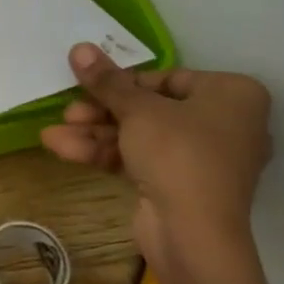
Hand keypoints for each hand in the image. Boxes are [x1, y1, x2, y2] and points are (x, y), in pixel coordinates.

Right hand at [41, 43, 271, 283]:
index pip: (168, 78)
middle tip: (68, 111)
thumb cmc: (178, 154)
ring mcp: (203, 159)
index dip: (122, 83)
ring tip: (52, 135)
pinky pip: (142, 160)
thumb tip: (78, 47)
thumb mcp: (137, 110)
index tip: (88, 85)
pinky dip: (107, 154)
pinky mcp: (182, 186)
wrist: (194, 235)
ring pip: (141, 136)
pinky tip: (63, 149)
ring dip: (96, 134)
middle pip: (150, 108)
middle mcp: (225, 123)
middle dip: (102, 111)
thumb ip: (106, 80)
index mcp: (232, 94)